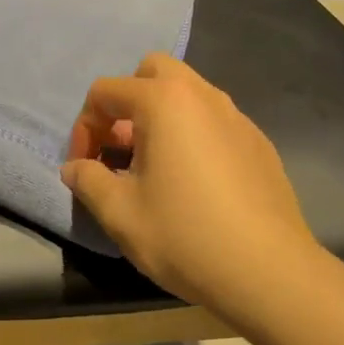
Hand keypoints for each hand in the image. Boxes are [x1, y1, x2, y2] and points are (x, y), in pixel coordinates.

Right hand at [62, 54, 322, 309]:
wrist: (269, 272)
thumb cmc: (184, 235)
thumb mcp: (119, 212)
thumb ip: (88, 179)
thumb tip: (75, 168)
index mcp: (163, 100)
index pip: (105, 91)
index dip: (84, 127)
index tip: (84, 167)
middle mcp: (201, 95)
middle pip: (152, 72)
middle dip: (127, 102)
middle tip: (121, 148)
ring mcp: (236, 116)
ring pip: (187, 93)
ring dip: (160, 116)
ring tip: (153, 166)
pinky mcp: (259, 142)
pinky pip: (214, 120)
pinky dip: (192, 134)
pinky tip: (194, 183)